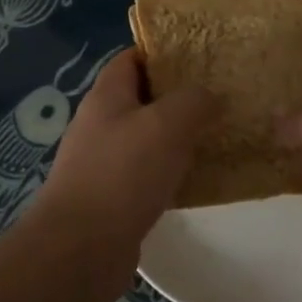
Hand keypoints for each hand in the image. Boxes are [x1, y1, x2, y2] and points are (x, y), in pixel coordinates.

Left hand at [25, 50, 215, 301]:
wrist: (81, 249)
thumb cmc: (123, 174)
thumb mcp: (167, 124)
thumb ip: (193, 101)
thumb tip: (209, 95)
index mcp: (107, 96)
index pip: (132, 58)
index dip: (163, 52)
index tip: (201, 56)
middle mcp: (101, 124)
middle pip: (142, 98)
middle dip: (179, 96)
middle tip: (220, 97)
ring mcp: (103, 163)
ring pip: (148, 139)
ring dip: (178, 138)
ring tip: (218, 135)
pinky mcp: (112, 198)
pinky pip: (148, 174)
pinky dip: (172, 173)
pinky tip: (200, 180)